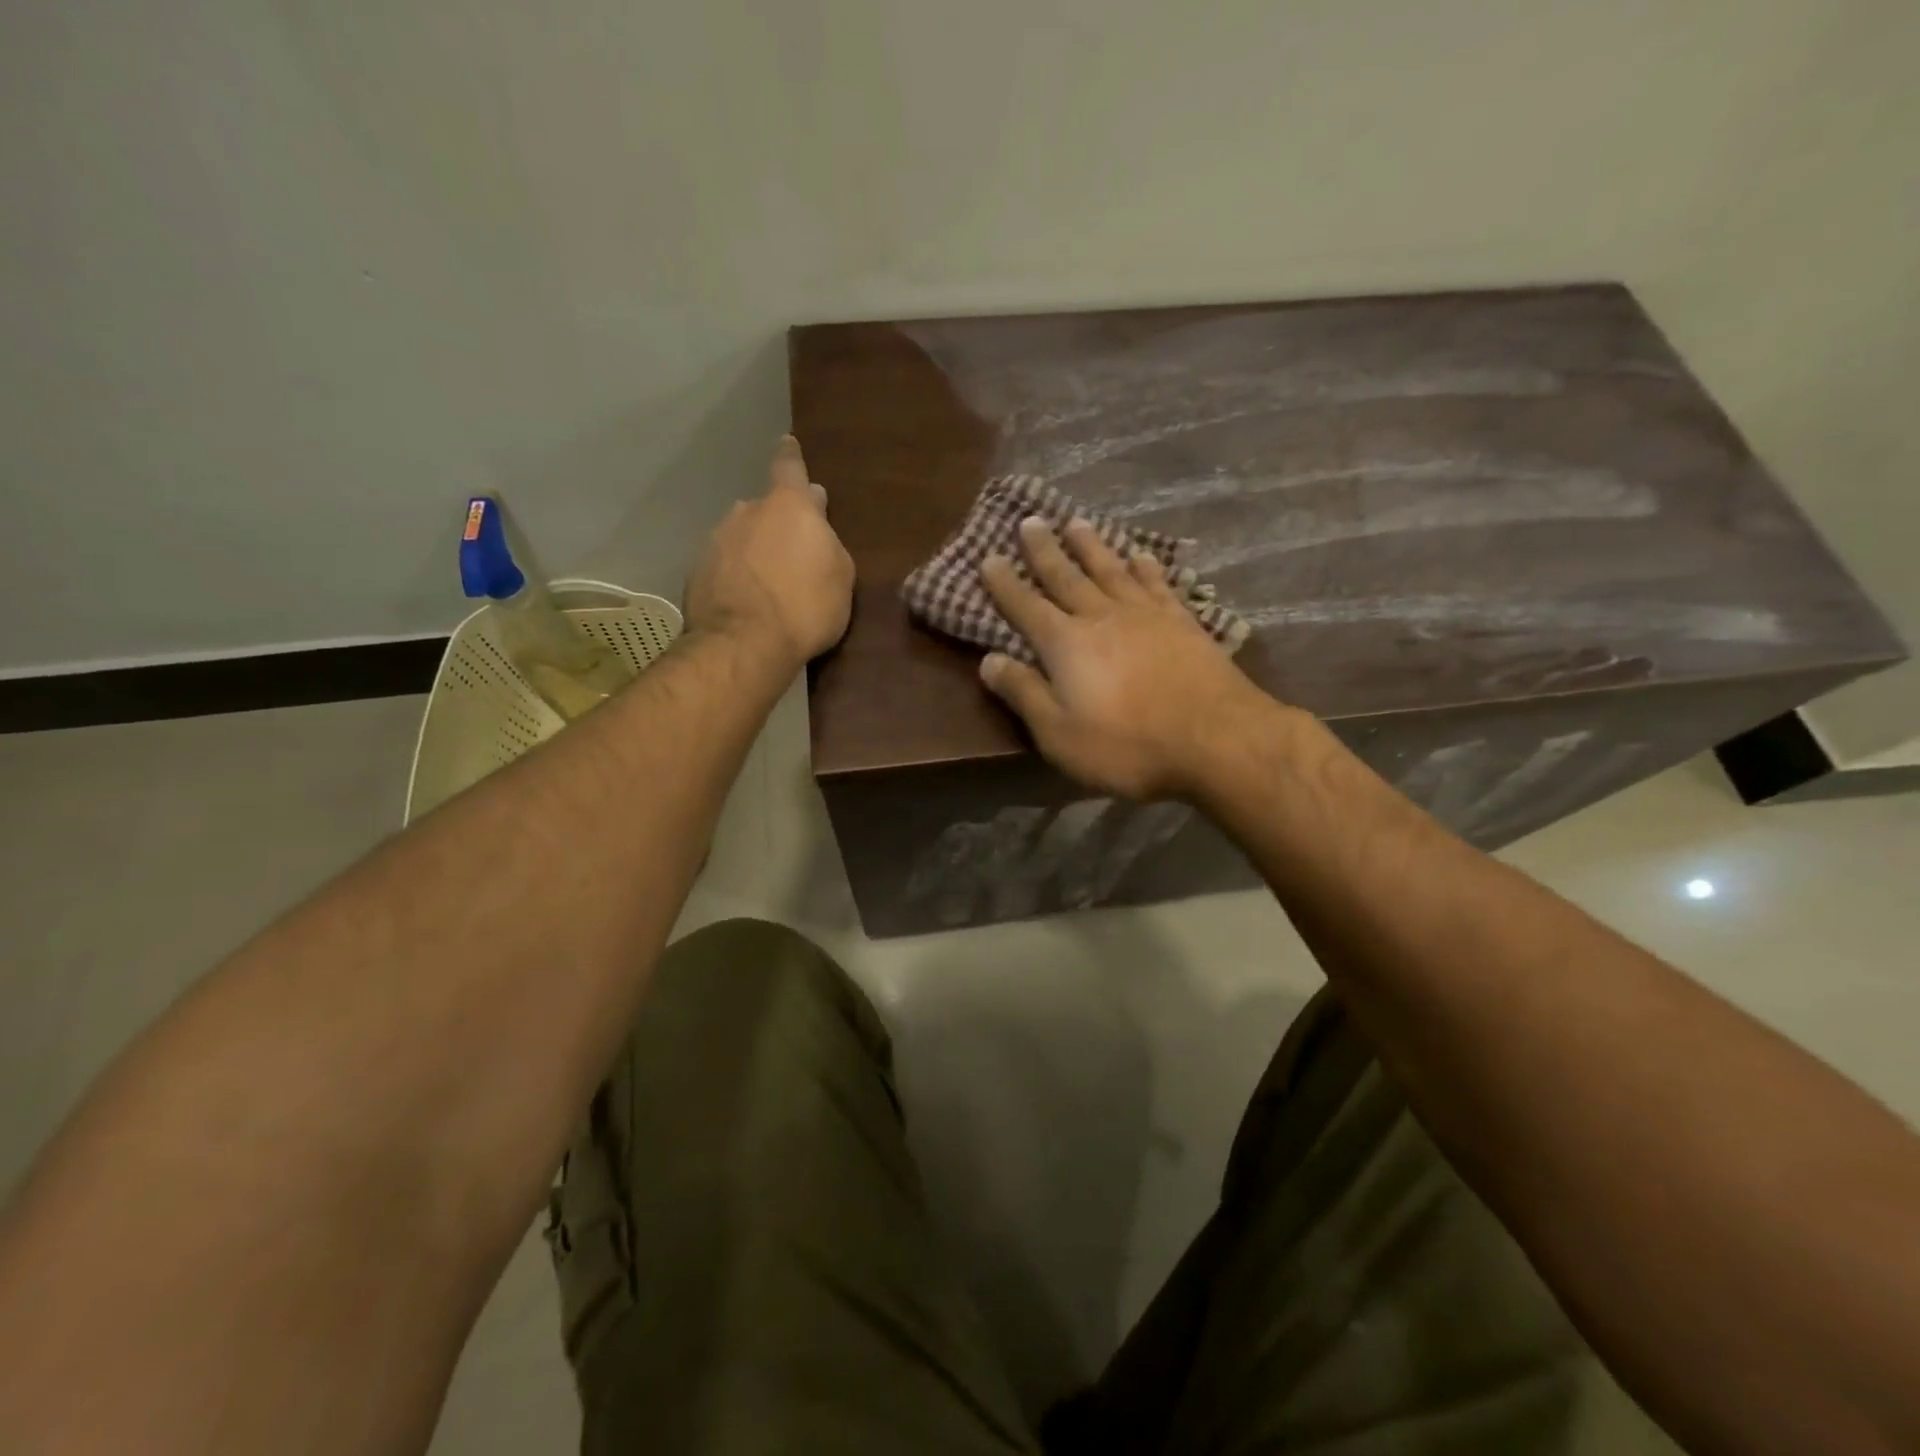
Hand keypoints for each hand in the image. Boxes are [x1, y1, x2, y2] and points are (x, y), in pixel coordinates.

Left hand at [685, 436, 853, 668]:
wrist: (744, 644)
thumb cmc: (806, 607)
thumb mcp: (840, 576)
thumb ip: (828, 542)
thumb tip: (816, 518)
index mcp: (788, 507)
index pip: (789, 467)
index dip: (791, 457)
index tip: (788, 444)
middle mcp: (747, 512)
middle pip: (765, 508)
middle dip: (777, 523)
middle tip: (792, 550)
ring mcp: (716, 540)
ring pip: (741, 537)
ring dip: (754, 551)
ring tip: (768, 582)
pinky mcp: (697, 572)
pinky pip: (724, 566)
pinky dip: (735, 576)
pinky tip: (746, 601)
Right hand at [980, 517, 1279, 799]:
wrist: (1215, 739)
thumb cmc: (1127, 745)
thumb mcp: (1059, 734)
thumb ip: (1024, 693)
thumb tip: (988, 660)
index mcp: (1066, 644)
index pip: (1026, 607)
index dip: (1005, 584)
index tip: (988, 558)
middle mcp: (1102, 617)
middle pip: (1067, 576)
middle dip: (1044, 550)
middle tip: (1030, 521)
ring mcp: (1146, 615)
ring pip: (1111, 570)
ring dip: (1091, 545)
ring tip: (1076, 522)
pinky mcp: (1182, 622)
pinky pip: (1157, 584)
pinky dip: (1145, 567)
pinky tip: (1140, 555)